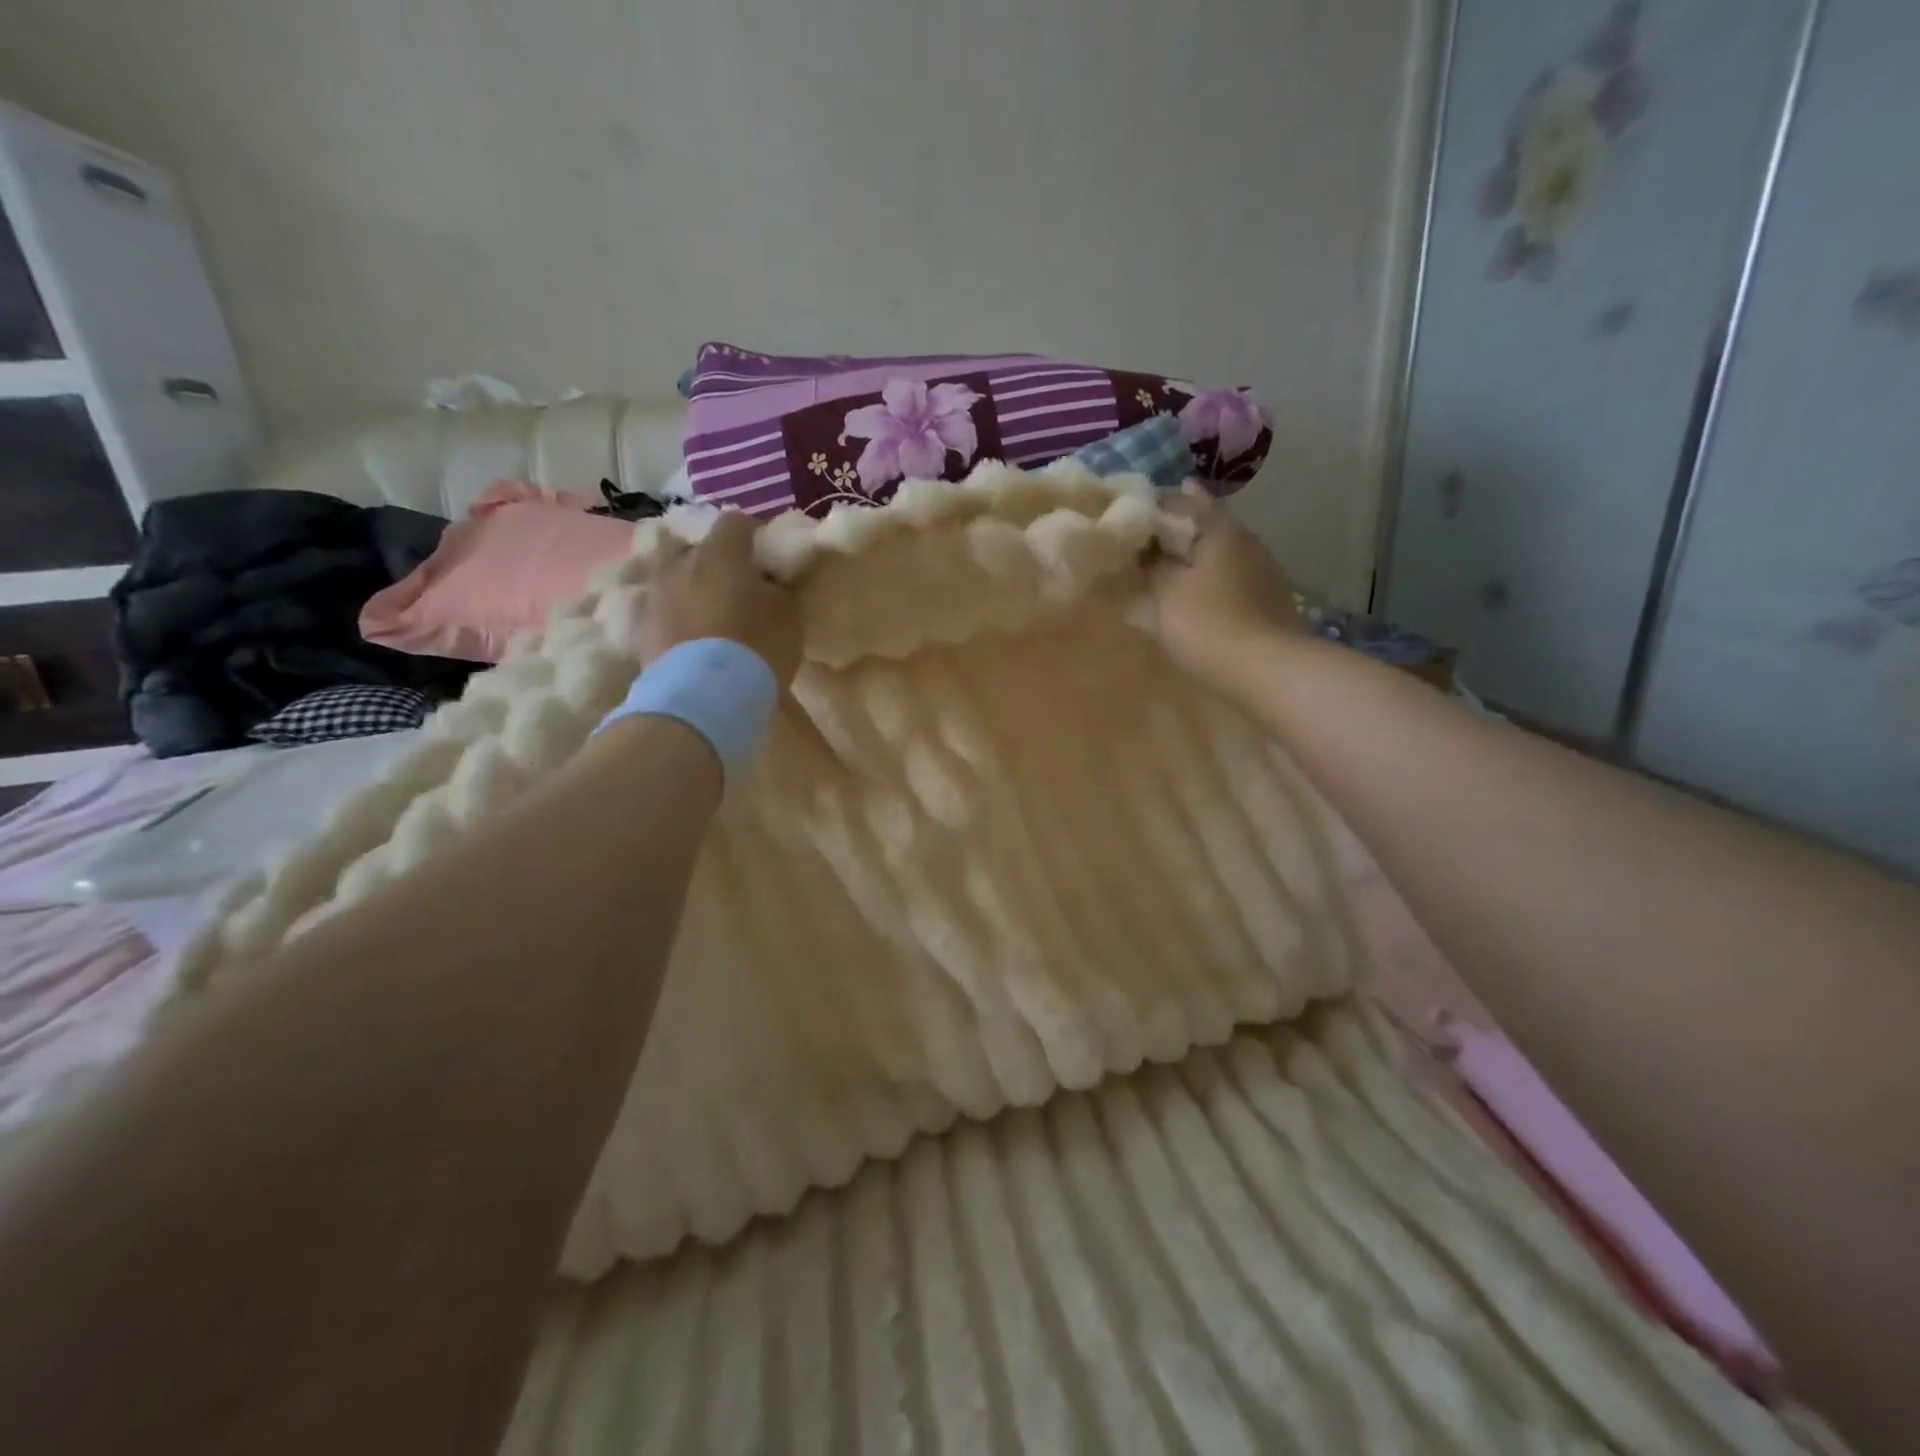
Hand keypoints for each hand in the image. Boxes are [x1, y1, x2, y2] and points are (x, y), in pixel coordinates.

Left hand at [639, 511, 801, 685]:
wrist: (702, 698)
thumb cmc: (756, 649)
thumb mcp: (788, 618)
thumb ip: (779, 590)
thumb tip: (769, 581)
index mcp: (721, 552)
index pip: (737, 522)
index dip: (754, 535)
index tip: (766, 556)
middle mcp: (682, 563)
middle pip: (695, 545)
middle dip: (714, 558)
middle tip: (733, 584)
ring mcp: (657, 594)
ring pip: (673, 575)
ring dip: (690, 585)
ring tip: (708, 610)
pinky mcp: (643, 627)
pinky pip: (663, 608)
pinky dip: (677, 614)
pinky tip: (693, 635)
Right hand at [1148, 482, 1304, 697]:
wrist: (1268, 670)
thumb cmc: (1208, 623)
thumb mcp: (1167, 591)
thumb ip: (1154, 564)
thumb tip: (1149, 549)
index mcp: (1221, 530)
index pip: (1184, 503)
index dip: (1156, 507)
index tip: (1132, 515)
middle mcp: (1248, 541)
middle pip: (1207, 527)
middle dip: (1179, 531)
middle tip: (1149, 538)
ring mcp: (1264, 572)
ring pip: (1221, 555)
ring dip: (1196, 558)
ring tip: (1169, 568)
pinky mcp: (1270, 601)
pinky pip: (1231, 580)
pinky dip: (1211, 581)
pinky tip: (1198, 595)